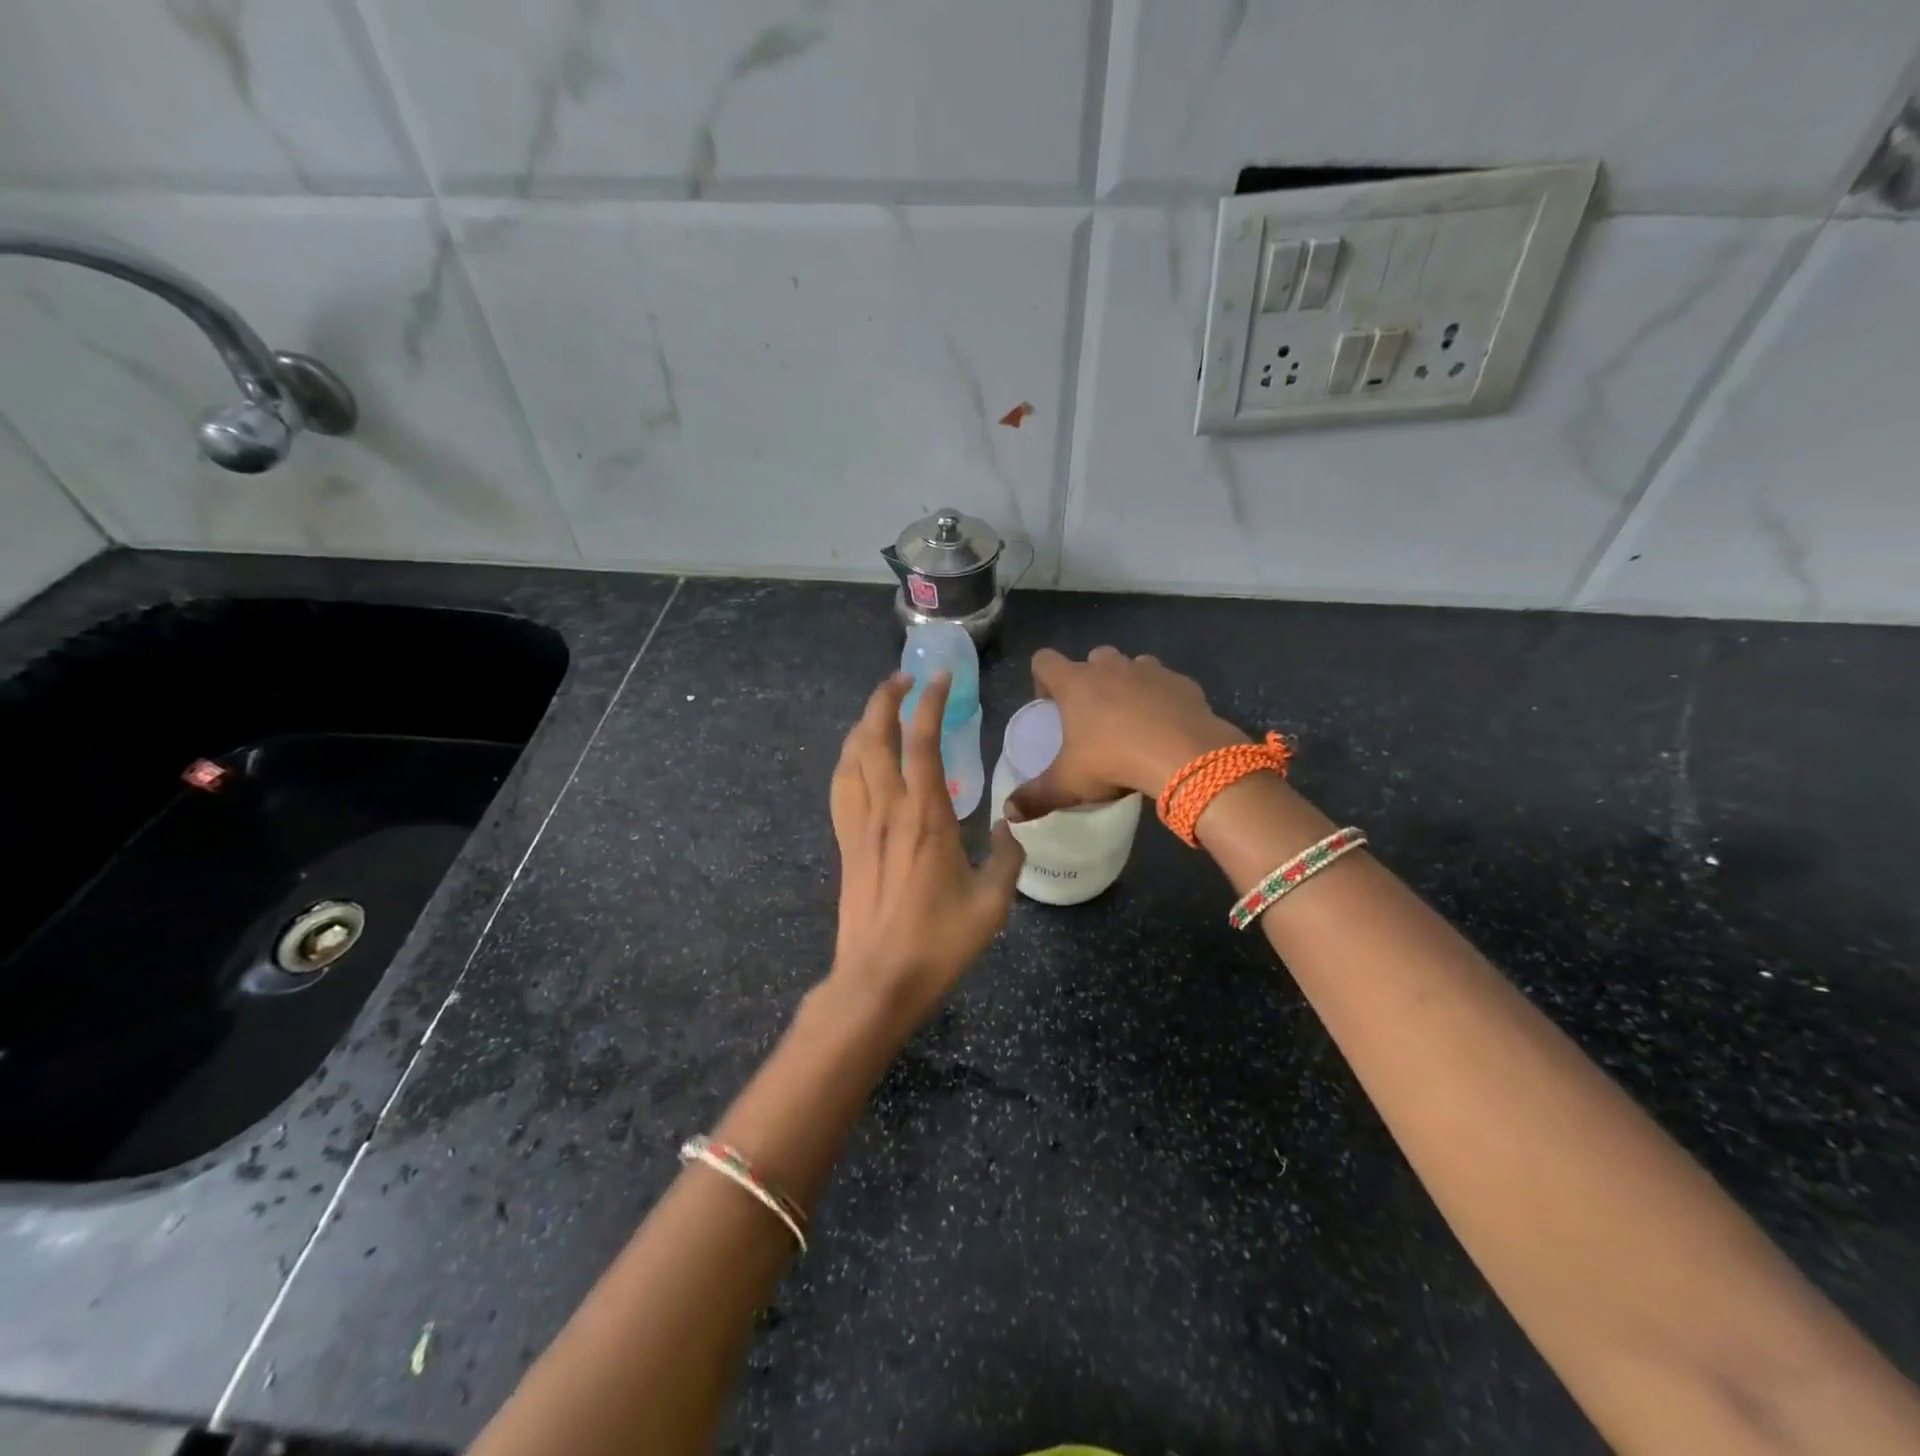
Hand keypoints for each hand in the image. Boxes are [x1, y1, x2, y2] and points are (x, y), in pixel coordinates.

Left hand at [826, 671, 1023, 1036]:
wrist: (878, 981)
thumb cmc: (939, 943)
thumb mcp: (992, 903)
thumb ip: (1006, 857)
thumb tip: (1011, 825)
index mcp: (926, 818)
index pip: (922, 743)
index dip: (929, 703)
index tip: (938, 677)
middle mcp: (887, 811)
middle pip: (874, 738)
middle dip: (884, 699)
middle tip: (902, 679)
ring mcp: (859, 826)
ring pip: (851, 758)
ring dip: (864, 724)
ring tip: (880, 709)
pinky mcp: (845, 844)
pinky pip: (841, 787)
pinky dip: (849, 759)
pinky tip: (858, 758)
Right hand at [1011, 646, 1246, 816]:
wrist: (1185, 756)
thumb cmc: (1114, 762)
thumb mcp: (1068, 785)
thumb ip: (1035, 797)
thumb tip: (1008, 813)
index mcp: (1075, 683)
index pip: (1044, 660)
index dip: (1041, 679)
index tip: (1049, 706)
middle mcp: (1110, 667)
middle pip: (1091, 659)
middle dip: (1089, 680)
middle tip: (1092, 716)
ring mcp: (1149, 670)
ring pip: (1132, 667)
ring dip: (1127, 685)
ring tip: (1131, 720)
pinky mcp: (1182, 682)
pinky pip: (1165, 684)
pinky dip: (1161, 699)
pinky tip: (1165, 727)